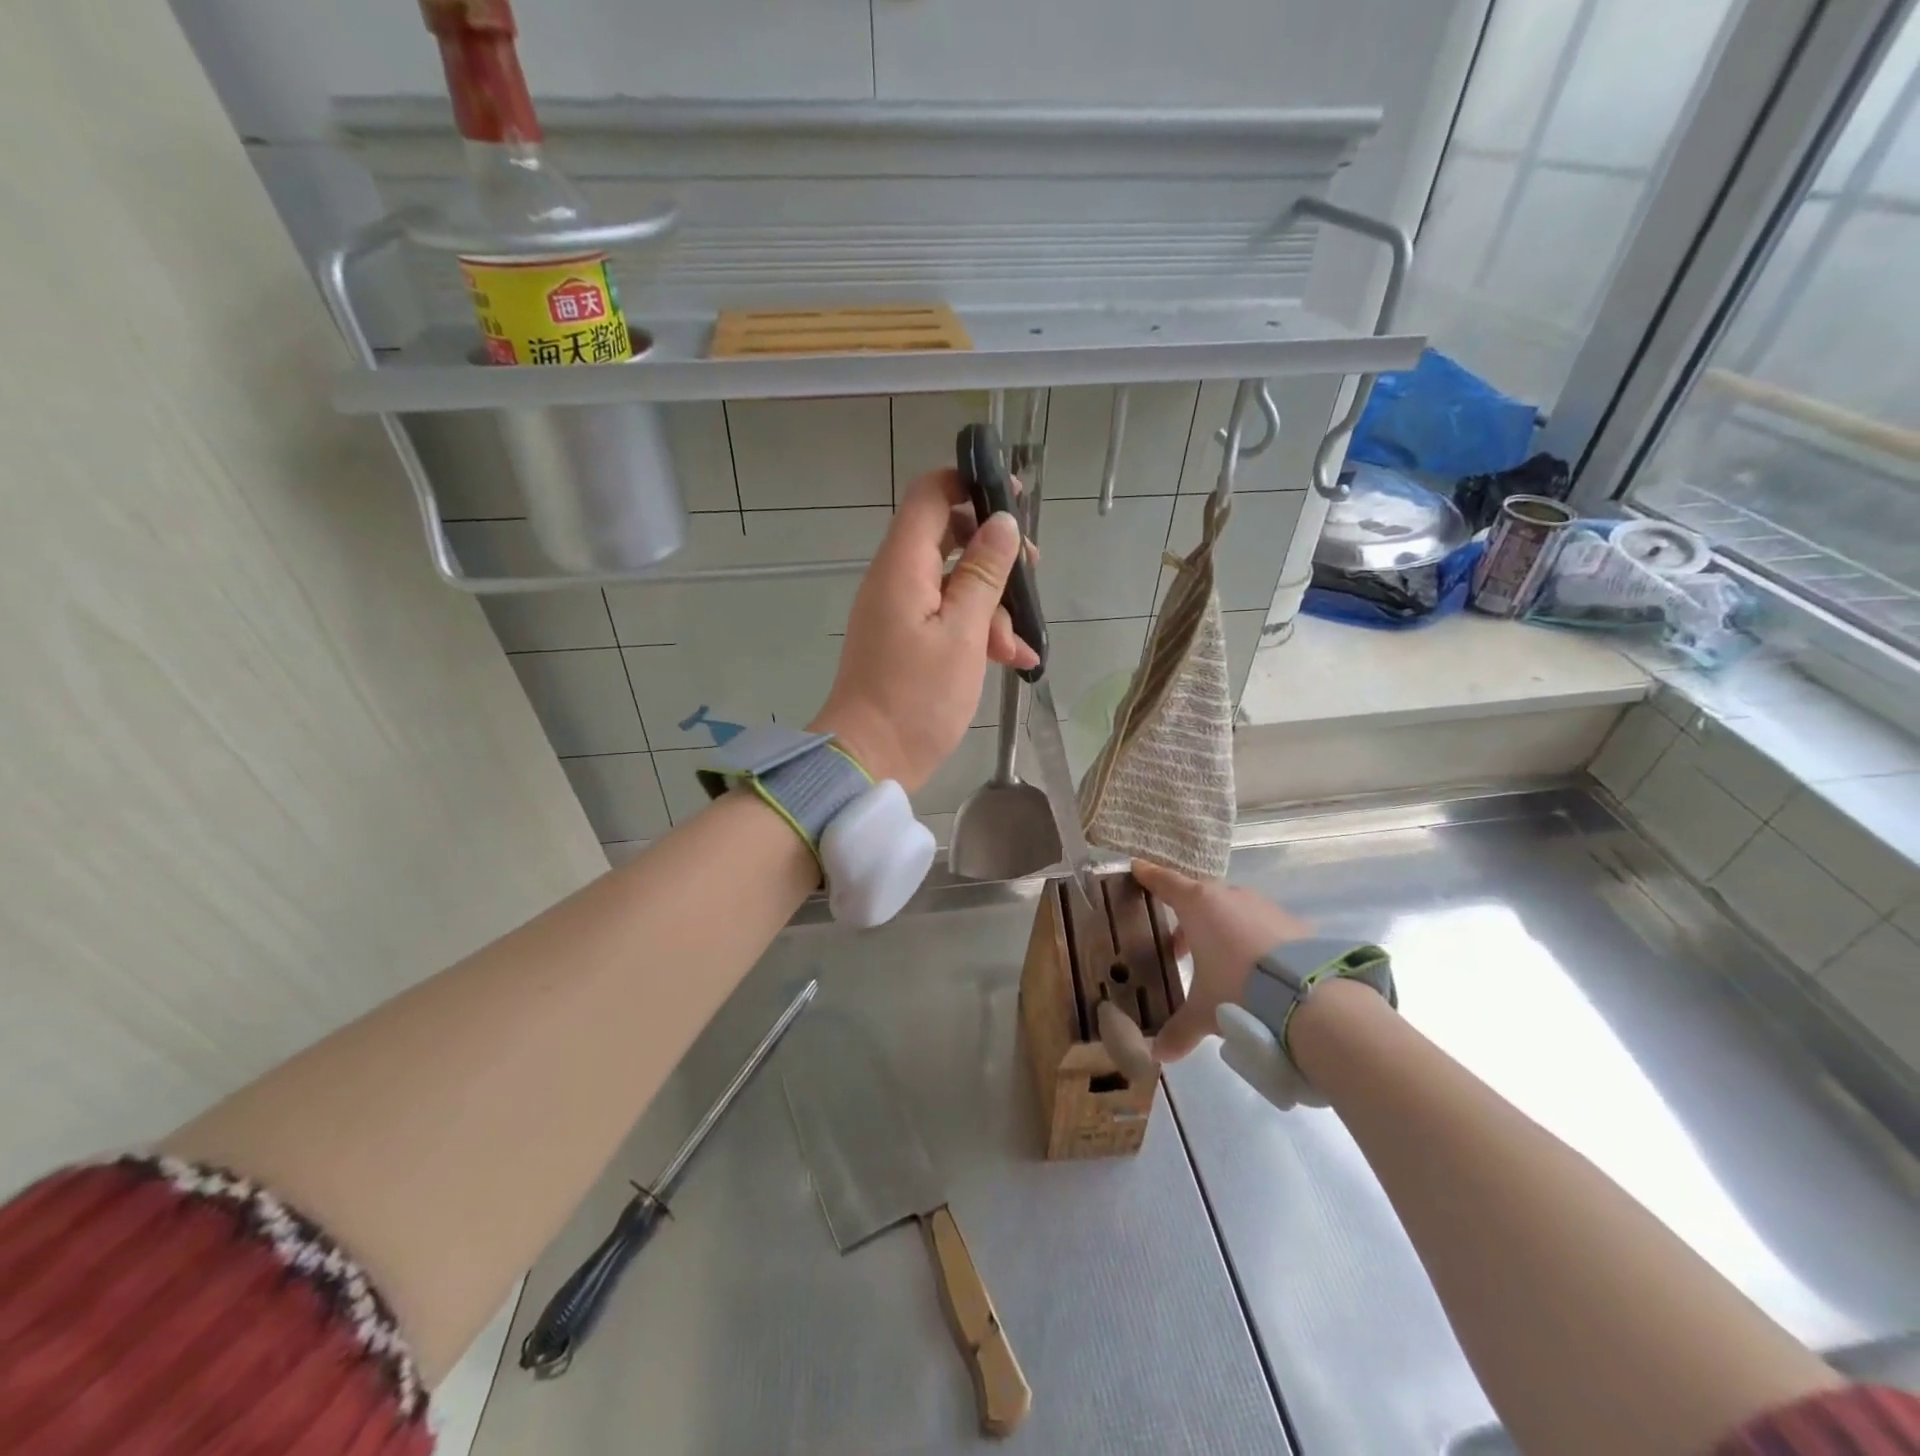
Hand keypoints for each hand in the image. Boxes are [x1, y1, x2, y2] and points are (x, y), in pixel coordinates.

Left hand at [810, 469, 1038, 791]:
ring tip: (1019, 647)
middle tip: (1033, 572)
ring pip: (955, 583)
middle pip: (949, 537)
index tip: (1014, 499)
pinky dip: (979, 631)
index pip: (930, 494)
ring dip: (993, 606)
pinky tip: (1014, 660)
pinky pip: (947, 617)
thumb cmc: (918, 697)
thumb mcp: (963, 633)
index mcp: (903, 565)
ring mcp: (900, 611)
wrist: (869, 759)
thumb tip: (1002, 521)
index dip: (971, 484)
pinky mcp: (906, 640)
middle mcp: (896, 579)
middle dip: (995, 554)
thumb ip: (984, 574)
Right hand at [1131, 860, 1314, 1061]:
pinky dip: (1252, 939)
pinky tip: (1256, 969)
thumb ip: (1179, 1029)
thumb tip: (1158, 1054)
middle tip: (1178, 948)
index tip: (1138, 868)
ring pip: (1233, 910)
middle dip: (1187, 919)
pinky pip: (1262, 925)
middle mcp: (1230, 897)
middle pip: (1200, 897)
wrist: (1309, 997)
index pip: (1166, 882)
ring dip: (1221, 929)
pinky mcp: (1293, 924)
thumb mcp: (1203, 1012)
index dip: (1150, 876)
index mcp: (1198, 905)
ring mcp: (1264, 907)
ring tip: (1218, 963)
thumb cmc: (1238, 990)